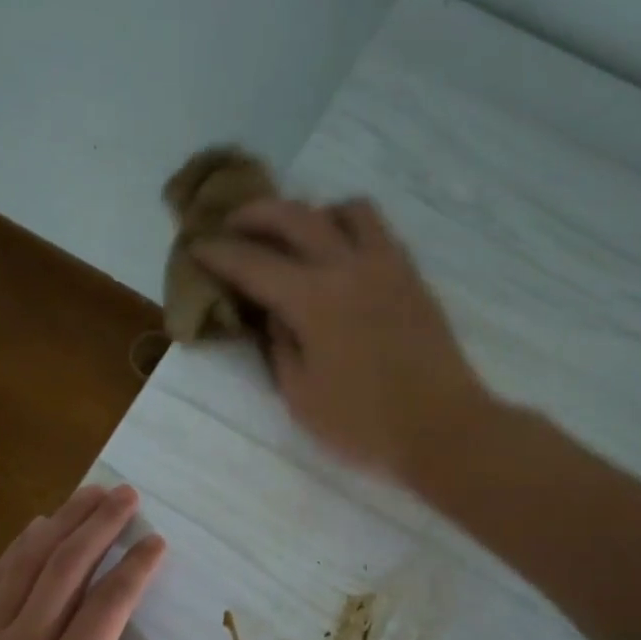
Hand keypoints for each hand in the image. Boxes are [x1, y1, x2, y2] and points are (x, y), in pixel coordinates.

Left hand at [0, 484, 165, 639]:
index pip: (107, 606)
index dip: (136, 567)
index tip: (156, 541)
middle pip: (66, 567)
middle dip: (101, 524)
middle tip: (127, 494)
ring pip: (26, 563)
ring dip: (62, 522)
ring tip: (90, 493)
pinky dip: (18, 548)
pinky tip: (36, 527)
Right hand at [192, 198, 491, 481]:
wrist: (443, 429)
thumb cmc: (363, 424)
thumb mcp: (300, 396)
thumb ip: (280, 346)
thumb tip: (275, 314)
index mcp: (313, 299)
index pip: (253, 263)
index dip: (219, 253)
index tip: (197, 247)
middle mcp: (349, 266)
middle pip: (296, 216)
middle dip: (256, 214)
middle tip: (234, 225)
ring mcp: (387, 266)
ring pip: (346, 209)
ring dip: (312, 213)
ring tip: (296, 237)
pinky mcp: (412, 278)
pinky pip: (377, 231)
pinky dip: (348, 229)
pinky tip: (339, 258)